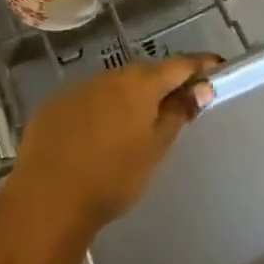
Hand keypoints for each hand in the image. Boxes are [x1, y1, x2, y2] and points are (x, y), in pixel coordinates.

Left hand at [6, 54, 219, 230]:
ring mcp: (78, 87)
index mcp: (140, 84)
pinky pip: (87, 100)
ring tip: (134, 126)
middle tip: (176, 104)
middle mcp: (109, 76)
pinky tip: (96, 136)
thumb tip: (200, 88)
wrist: (48, 198)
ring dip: (128, 98)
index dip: (199, 66)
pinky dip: (99, 110)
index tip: (216, 67)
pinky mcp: (54, 104)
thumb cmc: (112, 177)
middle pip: (145, 73)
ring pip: (114, 86)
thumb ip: (178, 114)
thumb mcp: (155, 149)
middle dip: (162, 84)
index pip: (179, 65)